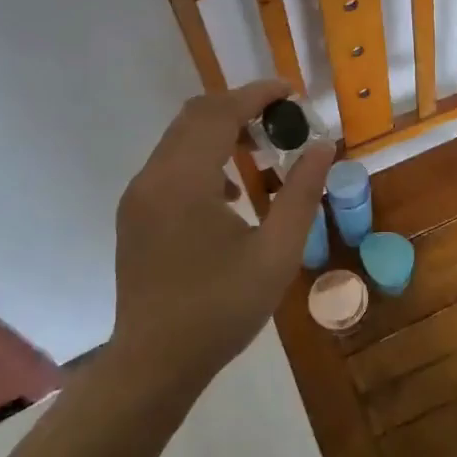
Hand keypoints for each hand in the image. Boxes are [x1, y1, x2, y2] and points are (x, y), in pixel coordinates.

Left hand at [113, 80, 335, 393]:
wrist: (154, 364)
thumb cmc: (220, 310)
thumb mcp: (276, 253)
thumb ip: (302, 193)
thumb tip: (322, 146)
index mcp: (185, 181)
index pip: (220, 112)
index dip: (257, 94)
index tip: (291, 92)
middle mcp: (153, 177)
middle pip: (195, 115)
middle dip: (239, 107)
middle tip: (281, 119)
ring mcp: (138, 195)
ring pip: (179, 137)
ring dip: (219, 130)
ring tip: (260, 150)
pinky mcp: (134, 213)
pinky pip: (169, 163)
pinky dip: (201, 156)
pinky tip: (229, 192)